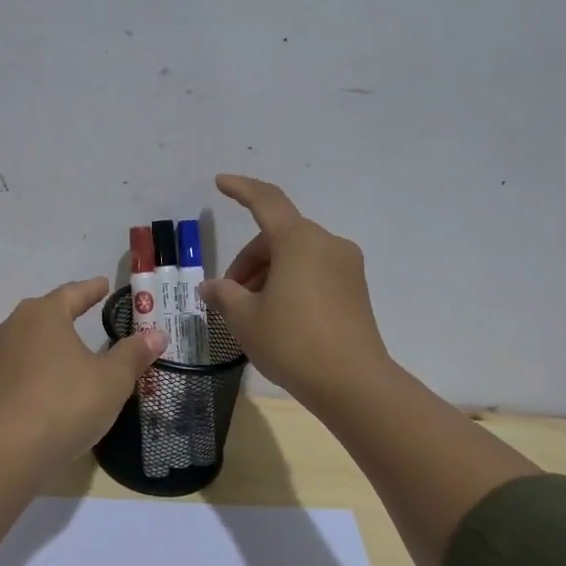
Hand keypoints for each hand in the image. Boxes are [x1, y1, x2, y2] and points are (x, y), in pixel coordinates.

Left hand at [0, 277, 168, 467]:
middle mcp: (12, 326)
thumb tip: (156, 334)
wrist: (10, 450)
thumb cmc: (66, 403)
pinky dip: (35, 367)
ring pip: (28, 340)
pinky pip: (18, 366)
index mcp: (43, 314)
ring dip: (48, 342)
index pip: (73, 293)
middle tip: (88, 313)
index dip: (91, 290)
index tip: (104, 285)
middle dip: (67, 313)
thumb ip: (133, 354)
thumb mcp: (112, 379)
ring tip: (68, 349)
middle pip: (46, 313)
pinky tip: (48, 380)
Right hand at [200, 174, 391, 406]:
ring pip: (296, 256)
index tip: (220, 182)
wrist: (352, 383)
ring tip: (250, 312)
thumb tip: (211, 287)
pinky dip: (290, 283)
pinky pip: (314, 272)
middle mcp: (327, 244)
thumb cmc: (291, 341)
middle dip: (249, 260)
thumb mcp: (245, 318)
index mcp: (299, 240)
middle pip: (278, 236)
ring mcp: (346, 267)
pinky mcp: (355, 290)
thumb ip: (224, 294)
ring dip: (268, 273)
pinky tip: (277, 316)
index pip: (266, 201)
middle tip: (228, 295)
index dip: (241, 189)